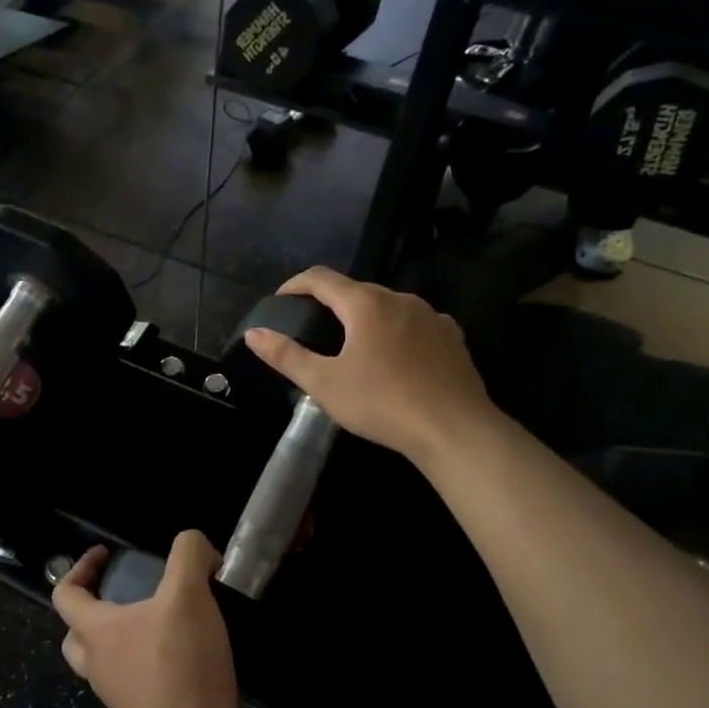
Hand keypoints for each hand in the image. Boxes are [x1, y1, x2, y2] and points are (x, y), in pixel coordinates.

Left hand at [52, 532, 241, 707]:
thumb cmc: (181, 665)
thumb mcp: (189, 595)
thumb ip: (188, 555)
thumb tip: (196, 545)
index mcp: (96, 632)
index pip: (65, 594)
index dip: (79, 568)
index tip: (105, 555)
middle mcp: (98, 665)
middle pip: (76, 634)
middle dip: (93, 610)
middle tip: (123, 596)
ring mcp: (117, 696)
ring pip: (104, 662)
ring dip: (122, 640)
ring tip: (160, 623)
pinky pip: (135, 684)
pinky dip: (148, 667)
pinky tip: (184, 656)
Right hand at [242, 266, 493, 463]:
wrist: (454, 429)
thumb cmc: (382, 403)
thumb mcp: (324, 384)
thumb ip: (286, 356)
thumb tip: (254, 333)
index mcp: (365, 304)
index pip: (321, 278)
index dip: (295, 284)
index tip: (280, 300)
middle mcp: (400, 299)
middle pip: (356, 291)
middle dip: (330, 304)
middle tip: (312, 329)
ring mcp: (431, 316)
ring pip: (388, 307)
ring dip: (365, 318)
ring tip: (352, 347)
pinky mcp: (452, 337)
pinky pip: (415, 324)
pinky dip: (396, 332)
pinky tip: (394, 358)